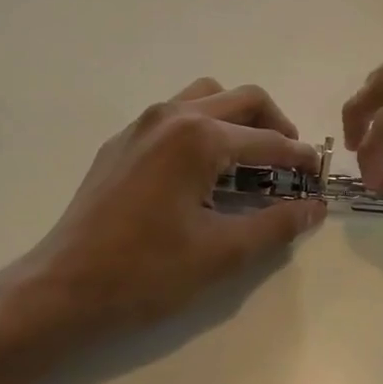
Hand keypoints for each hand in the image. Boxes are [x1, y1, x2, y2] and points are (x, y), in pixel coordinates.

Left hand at [5, 80, 326, 346]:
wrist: (63, 286)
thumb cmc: (146, 271)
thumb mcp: (221, 252)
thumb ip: (275, 225)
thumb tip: (314, 208)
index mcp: (198, 138)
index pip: (266, 140)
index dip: (299, 157)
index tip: (318, 173)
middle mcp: (171, 116)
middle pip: (241, 99)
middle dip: (274, 125)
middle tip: (290, 160)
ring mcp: (141, 124)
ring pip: (205, 97)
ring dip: (236, 117)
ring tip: (249, 157)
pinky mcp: (122, 141)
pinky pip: (174, 114)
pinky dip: (203, 126)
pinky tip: (203, 168)